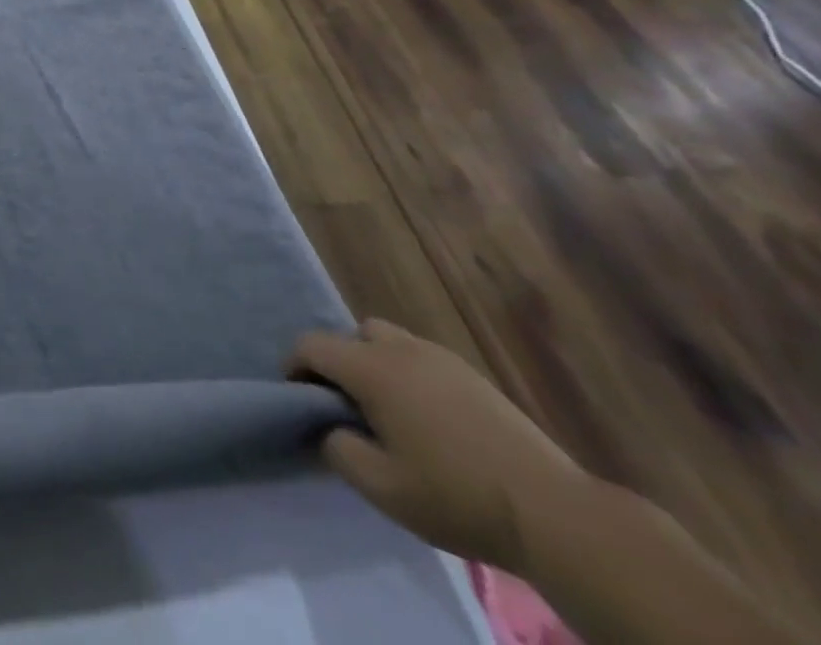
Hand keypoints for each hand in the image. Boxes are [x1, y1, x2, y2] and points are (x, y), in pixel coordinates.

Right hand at [286, 320, 586, 572]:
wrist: (554, 513)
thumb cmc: (457, 496)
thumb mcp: (383, 488)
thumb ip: (339, 450)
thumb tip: (329, 428)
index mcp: (371, 368)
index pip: (312, 345)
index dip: (295, 367)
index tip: (299, 399)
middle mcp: (400, 349)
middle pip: (351, 335)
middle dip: (340, 363)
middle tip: (348, 406)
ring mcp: (440, 357)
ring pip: (388, 341)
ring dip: (375, 364)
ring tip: (388, 410)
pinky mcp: (471, 374)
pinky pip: (421, 358)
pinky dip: (409, 374)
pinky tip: (429, 418)